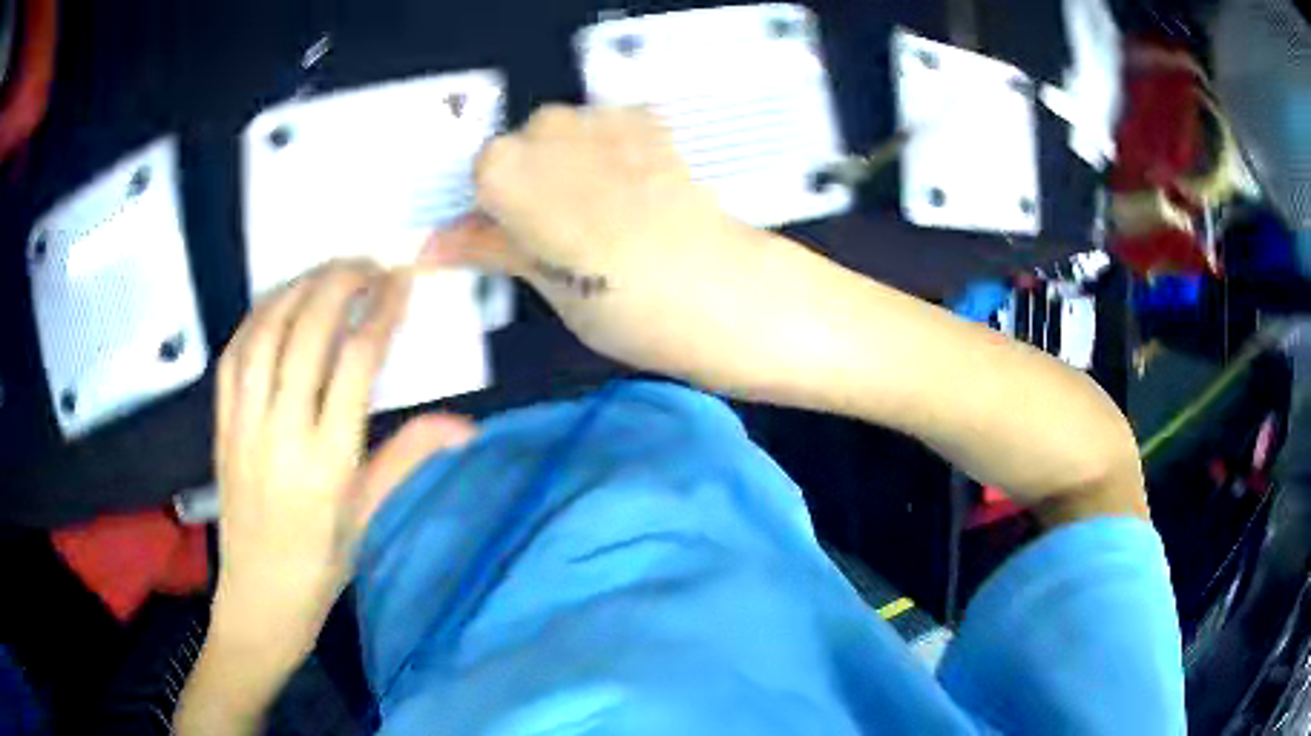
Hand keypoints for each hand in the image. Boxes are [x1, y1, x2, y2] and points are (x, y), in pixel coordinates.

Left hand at [202, 261, 474, 699]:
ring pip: (265, 332)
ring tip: (325, 273)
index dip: (382, 310)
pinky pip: (232, 354)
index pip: (356, 362)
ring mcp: (244, 424)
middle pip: (307, 331)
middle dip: (339, 282)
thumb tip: (464, 426)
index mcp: (328, 461)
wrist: (259, 597)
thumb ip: (409, 460)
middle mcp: (282, 432)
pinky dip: (255, 317)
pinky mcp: (221, 425)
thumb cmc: (321, 565)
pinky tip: (276, 305)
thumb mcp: (368, 516)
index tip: (400, 281)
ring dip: (297, 289)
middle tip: (367, 264)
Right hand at [421, 106, 807, 389]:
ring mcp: (603, 118)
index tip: (521, 238)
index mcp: (505, 170)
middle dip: (534, 182)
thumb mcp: (541, 280)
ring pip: (565, 135)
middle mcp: (547, 127)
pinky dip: (611, 152)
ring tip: (608, 214)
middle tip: (567, 233)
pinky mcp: (650, 121)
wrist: (717, 287)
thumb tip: (430, 247)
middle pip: (522, 148)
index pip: (479, 176)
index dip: (498, 209)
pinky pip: (609, 129)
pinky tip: (636, 189)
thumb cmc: (617, 302)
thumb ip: (485, 247)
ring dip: (572, 165)